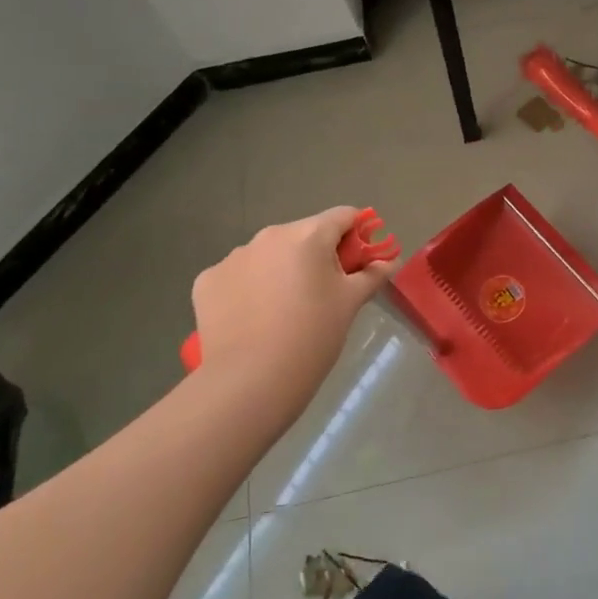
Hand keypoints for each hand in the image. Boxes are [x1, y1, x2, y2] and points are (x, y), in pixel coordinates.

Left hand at [190, 207, 397, 395]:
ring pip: (269, 254)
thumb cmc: (313, 336)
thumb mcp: (351, 303)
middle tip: (324, 293)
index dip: (357, 234)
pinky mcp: (207, 281)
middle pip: (304, 234)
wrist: (250, 382)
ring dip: (281, 270)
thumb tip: (390, 260)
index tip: (359, 261)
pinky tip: (253, 318)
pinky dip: (250, 288)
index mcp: (308, 235)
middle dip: (317, 255)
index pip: (343, 216)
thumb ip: (373, 274)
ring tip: (284, 310)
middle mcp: (268, 236)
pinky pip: (238, 275)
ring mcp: (233, 257)